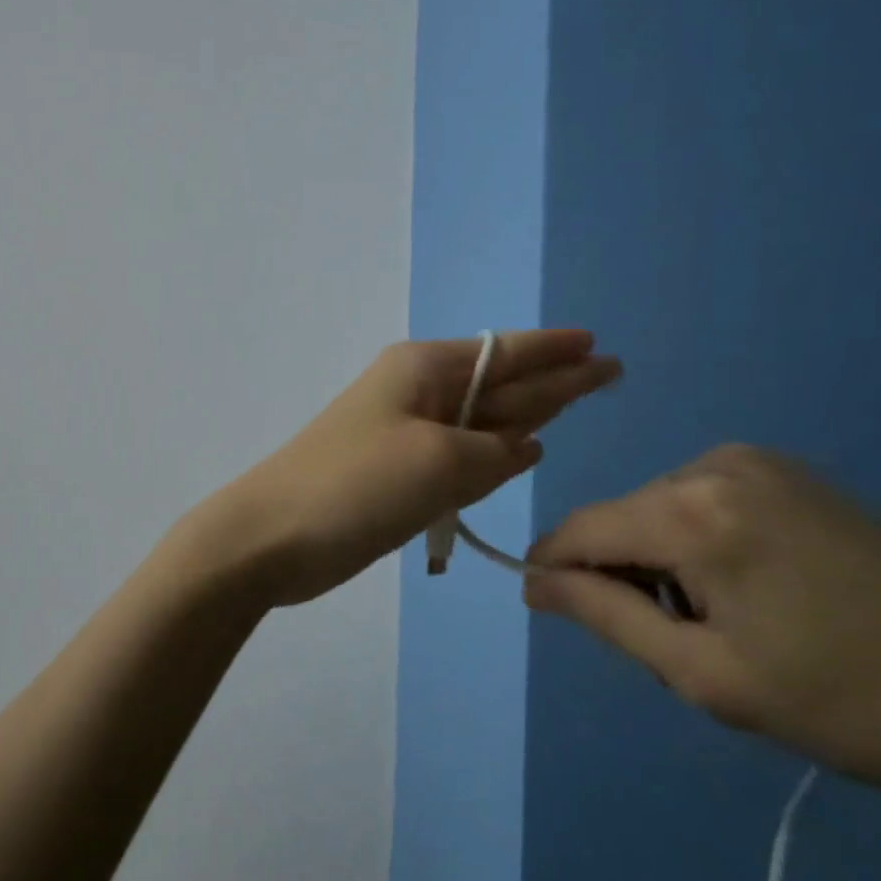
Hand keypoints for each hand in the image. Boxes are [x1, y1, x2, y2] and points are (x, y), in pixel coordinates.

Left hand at [200, 330, 621, 607]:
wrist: (272, 536)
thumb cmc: (357, 485)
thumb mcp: (441, 461)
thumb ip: (496, 451)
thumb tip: (525, 444)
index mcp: (424, 370)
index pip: (506, 353)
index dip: (555, 350)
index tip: (597, 345)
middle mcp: (417, 392)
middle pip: (499, 382)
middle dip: (552, 378)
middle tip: (608, 372)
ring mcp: (404, 433)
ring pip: (480, 418)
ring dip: (524, 414)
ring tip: (572, 402)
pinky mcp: (396, 471)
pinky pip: (459, 454)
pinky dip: (490, 454)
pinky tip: (518, 452)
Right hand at [524, 444, 880, 799]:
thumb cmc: (844, 701)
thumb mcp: (705, 674)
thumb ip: (605, 616)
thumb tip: (532, 581)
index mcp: (693, 510)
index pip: (581, 529)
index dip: (554, 569)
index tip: (551, 611)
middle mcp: (716, 465)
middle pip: (623, 518)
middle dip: (623, 573)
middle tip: (678, 644)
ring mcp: (759, 462)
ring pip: (662, 508)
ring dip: (664, 560)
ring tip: (726, 623)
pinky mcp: (791, 473)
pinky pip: (704, 500)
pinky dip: (701, 542)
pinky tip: (756, 590)